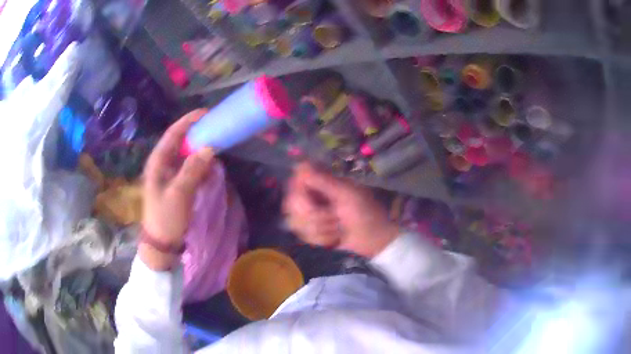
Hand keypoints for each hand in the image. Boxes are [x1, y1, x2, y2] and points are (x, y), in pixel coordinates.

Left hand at [141, 109, 214, 269]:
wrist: (162, 243)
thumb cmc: (166, 218)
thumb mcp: (179, 194)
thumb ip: (193, 170)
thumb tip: (210, 148)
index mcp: (157, 162)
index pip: (172, 134)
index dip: (187, 122)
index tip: (205, 113)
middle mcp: (162, 164)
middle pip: (180, 142)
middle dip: (196, 132)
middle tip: (215, 126)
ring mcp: (169, 175)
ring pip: (186, 154)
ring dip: (200, 148)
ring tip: (216, 141)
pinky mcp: (177, 184)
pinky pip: (190, 168)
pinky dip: (200, 164)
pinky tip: (211, 164)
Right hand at [283, 163, 398, 257]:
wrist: (374, 238)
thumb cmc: (365, 212)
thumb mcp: (347, 194)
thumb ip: (323, 181)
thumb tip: (301, 165)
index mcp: (321, 183)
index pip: (295, 182)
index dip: (299, 194)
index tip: (312, 202)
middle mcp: (313, 197)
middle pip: (291, 204)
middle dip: (313, 216)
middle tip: (333, 218)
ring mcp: (312, 215)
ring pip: (296, 222)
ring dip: (320, 229)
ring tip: (338, 229)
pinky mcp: (313, 232)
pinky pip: (303, 235)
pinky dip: (321, 239)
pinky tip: (335, 238)